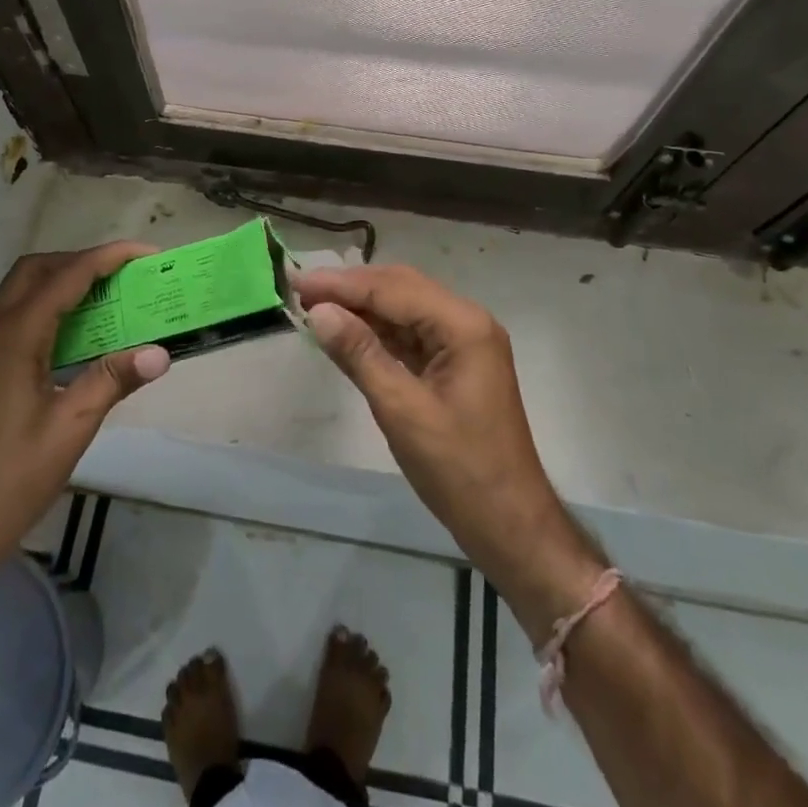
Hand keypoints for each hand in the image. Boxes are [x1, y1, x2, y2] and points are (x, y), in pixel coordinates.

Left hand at [0, 243, 170, 566]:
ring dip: (60, 280)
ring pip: (20, 289)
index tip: (146, 253)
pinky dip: (45, 304)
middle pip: (36, 269)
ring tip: (103, 296)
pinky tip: (71, 334)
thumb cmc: (12, 477)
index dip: (108, 258)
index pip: (67, 276)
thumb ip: (114, 379)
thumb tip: (161, 352)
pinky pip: (12, 313)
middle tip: (122, 274)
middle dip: (81, 260)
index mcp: (15, 336)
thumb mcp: (72, 427)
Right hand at [293, 265, 604, 633]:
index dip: (342, 285)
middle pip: (400, 288)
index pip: (393, 289)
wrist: (509, 525)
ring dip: (361, 307)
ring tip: (315, 306)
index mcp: (463, 325)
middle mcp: (466, 322)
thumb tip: (318, 312)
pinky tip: (347, 332)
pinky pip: (410, 334)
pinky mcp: (454, 364)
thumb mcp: (402, 410)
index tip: (297, 281)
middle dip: (350, 288)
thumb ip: (359, 354)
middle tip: (301, 290)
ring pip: (403, 309)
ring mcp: (462, 343)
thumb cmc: (459, 469)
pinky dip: (376, 331)